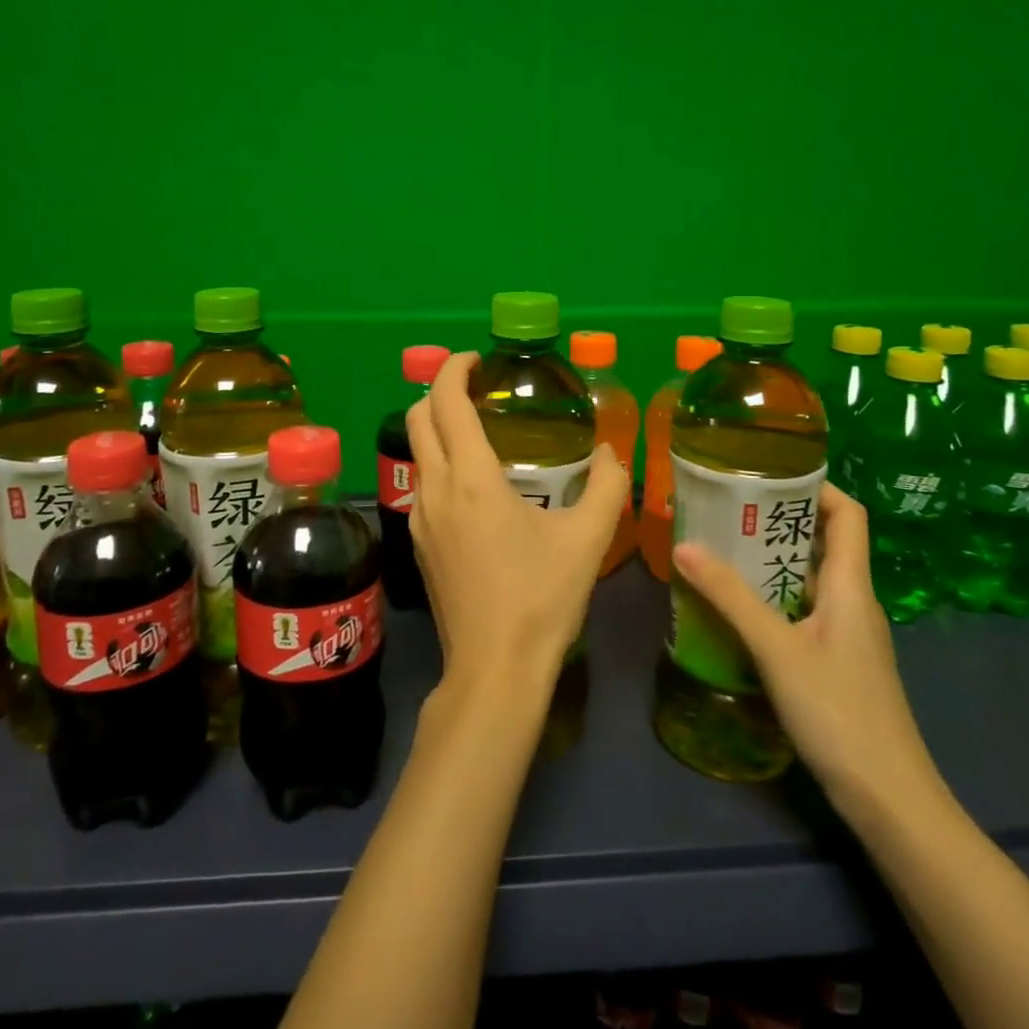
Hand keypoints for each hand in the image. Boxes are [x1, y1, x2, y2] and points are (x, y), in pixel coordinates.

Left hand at [406, 351, 628, 695]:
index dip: (454, 369)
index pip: (446, 401)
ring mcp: (419, 517)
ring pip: (416, 451)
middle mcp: (435, 488)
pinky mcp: (418, 542)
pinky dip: (440, 462)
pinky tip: (474, 486)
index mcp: (471, 478)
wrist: (494, 670)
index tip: (475, 359)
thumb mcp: (587, 540)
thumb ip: (606, 487)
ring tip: (480, 433)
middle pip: (418, 417)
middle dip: (440, 391)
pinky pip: (422, 484)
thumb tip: (612, 452)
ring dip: (438, 428)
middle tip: (476, 389)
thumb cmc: (541, 599)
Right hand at [672, 484, 943, 821]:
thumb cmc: (839, 712)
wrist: (889, 799)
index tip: (768, 474)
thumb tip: (684, 545)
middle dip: (777, 520)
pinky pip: (804, 610)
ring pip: (809, 578)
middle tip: (726, 509)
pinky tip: (737, 609)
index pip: (848, 515)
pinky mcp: (838, 662)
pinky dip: (773, 597)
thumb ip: (730, 597)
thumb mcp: (777, 649)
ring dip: (769, 560)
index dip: (816, 486)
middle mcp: (853, 601)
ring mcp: (847, 634)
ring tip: (721, 550)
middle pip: (823, 542)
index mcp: (849, 586)